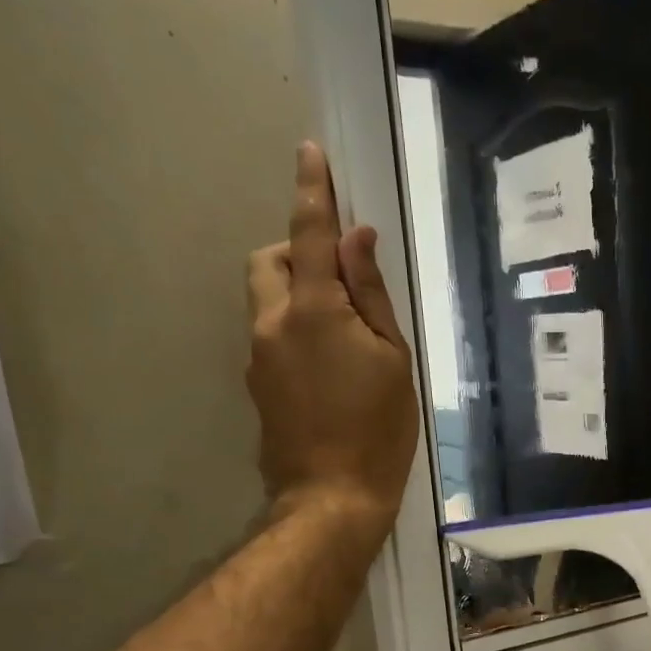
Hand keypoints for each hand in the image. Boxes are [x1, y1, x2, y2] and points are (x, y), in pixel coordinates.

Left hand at [248, 142, 419, 536]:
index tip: (310, 152)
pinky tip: (329, 369)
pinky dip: (295, 329)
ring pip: (266, 299)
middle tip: (339, 278)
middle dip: (297, 252)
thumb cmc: (377, 429)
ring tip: (342, 334)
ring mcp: (258, 356)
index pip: (310, 234)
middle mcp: (273, 322)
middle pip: (268, 260)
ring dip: (296, 294)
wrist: (331, 497)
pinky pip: (271, 335)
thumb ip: (370, 294)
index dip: (313, 191)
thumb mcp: (393, 359)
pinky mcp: (258, 384)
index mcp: (313, 309)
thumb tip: (357, 239)